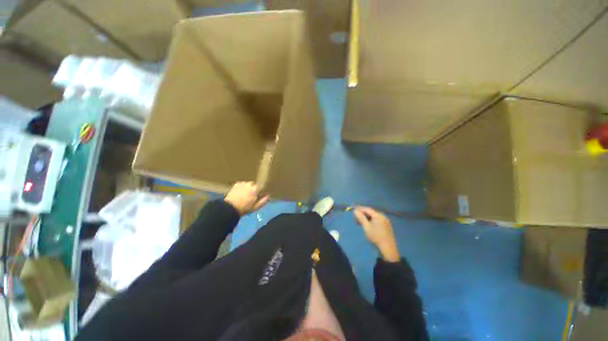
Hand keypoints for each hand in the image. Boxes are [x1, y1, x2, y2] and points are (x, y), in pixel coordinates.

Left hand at [224, 182, 268, 215]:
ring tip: (246, 194)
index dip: (262, 190)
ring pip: (249, 184)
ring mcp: (243, 183)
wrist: (230, 208)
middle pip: (255, 184)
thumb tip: (268, 195)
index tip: (261, 194)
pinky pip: (242, 184)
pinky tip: (240, 192)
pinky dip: (243, 187)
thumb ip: (263, 201)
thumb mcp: (256, 207)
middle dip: (255, 189)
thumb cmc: (244, 208)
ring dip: (248, 187)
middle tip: (252, 195)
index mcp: (256, 189)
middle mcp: (250, 184)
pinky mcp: (236, 184)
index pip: (262, 186)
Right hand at [353, 207, 400, 261]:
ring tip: (360, 223)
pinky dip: (370, 221)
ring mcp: (385, 221)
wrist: (388, 249)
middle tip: (355, 219)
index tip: (353, 211)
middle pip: (370, 212)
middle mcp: (382, 216)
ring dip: (366, 218)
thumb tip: (355, 210)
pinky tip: (367, 226)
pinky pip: (377, 220)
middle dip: (362, 214)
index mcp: (378, 215)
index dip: (359, 209)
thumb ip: (361, 218)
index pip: (367, 209)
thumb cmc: (375, 237)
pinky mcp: (386, 226)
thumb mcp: (366, 227)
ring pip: (373, 217)